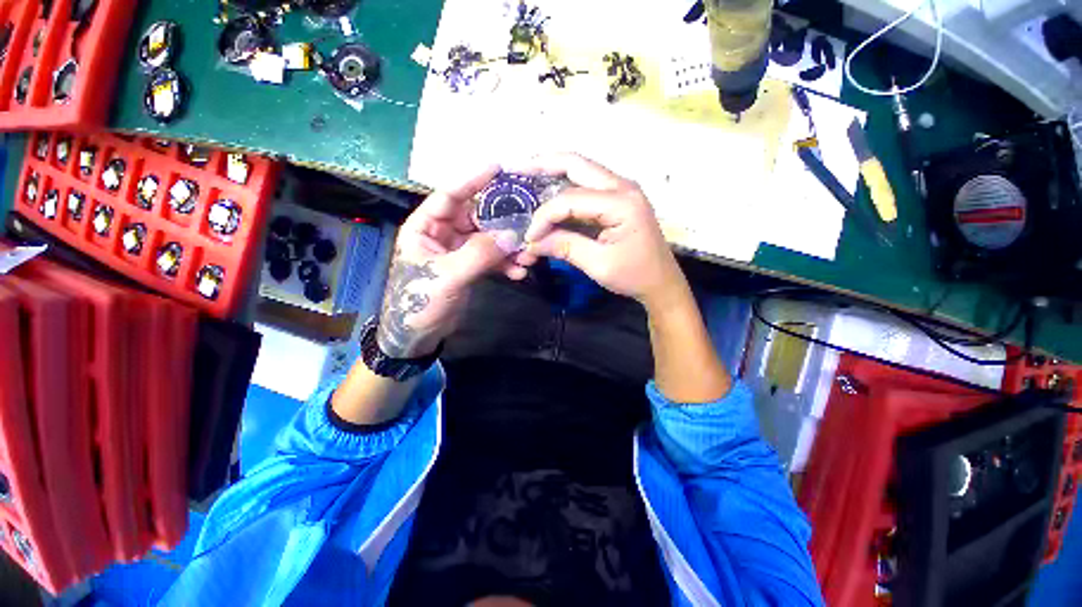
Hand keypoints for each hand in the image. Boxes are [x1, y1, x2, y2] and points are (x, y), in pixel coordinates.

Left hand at [376, 166, 526, 357]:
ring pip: (487, 239)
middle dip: (501, 223)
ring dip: (507, 247)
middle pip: (476, 218)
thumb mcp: (446, 276)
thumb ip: (478, 254)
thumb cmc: (419, 300)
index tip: (497, 168)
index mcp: (425, 227)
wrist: (418, 335)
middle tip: (526, 222)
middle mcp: (442, 233)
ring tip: (527, 255)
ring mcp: (457, 250)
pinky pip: (490, 258)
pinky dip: (505, 263)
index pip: (449, 196)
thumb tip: (510, 235)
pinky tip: (518, 272)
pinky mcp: (469, 266)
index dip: (472, 181)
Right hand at [519, 153, 685, 309]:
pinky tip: (547, 192)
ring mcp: (621, 190)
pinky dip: (564, 188)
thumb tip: (531, 242)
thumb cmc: (634, 275)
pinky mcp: (617, 199)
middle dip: (543, 164)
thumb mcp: (598, 265)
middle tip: (516, 168)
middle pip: (576, 163)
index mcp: (621, 202)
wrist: (661, 283)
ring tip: (526, 176)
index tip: (530, 237)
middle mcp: (622, 186)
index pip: (570, 199)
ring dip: (552, 172)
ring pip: (580, 170)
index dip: (544, 216)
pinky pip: (586, 186)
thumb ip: (564, 247)